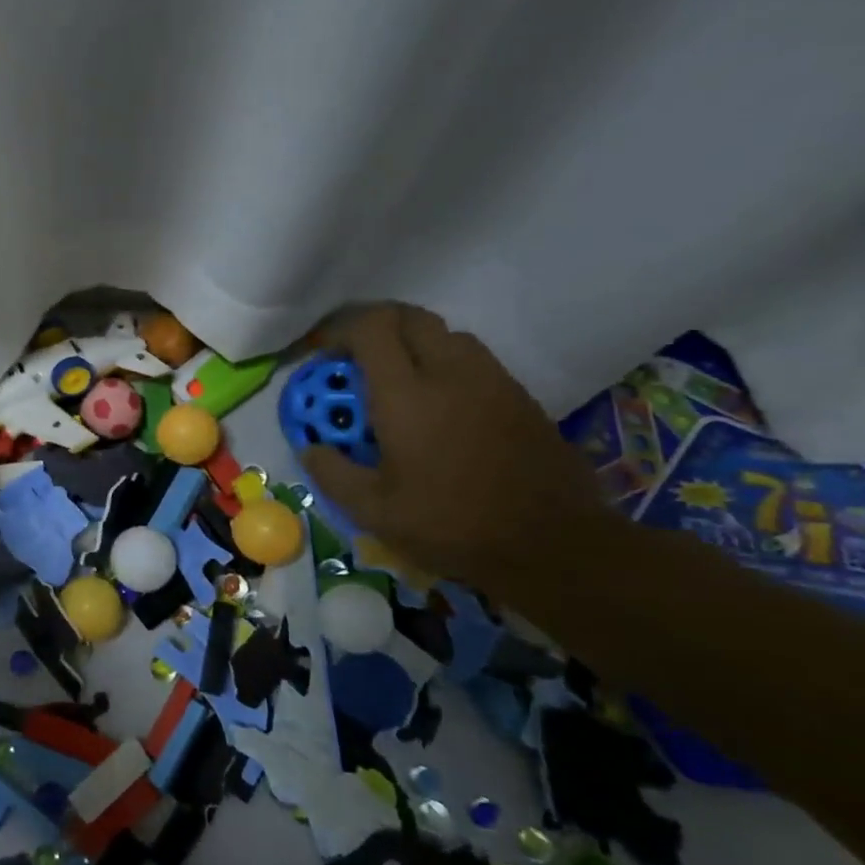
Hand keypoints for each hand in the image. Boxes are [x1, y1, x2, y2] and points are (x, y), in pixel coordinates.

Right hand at [298, 303, 607, 594]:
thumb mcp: (373, 511)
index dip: (342, 331)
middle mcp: (451, 374)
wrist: (555, 547)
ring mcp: (493, 382)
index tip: (324, 357)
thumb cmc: (452, 525)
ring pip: (448, 335)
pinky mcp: (521, 398)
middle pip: (412, 318)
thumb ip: (332, 473)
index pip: (373, 327)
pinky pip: (475, 361)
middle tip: (356, 361)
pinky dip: (446, 367)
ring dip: (414, 345)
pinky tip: (438, 409)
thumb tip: (310, 447)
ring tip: (397, 383)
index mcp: (407, 395)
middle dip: (377, 327)